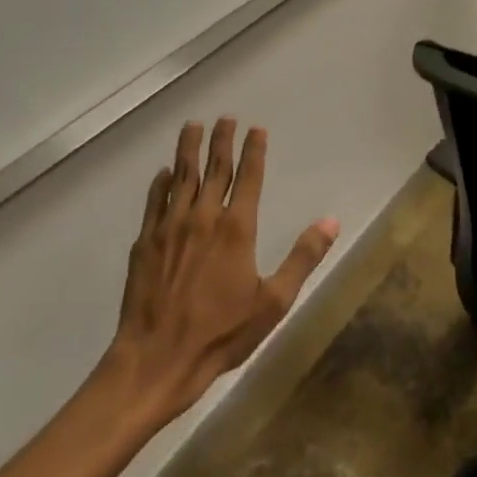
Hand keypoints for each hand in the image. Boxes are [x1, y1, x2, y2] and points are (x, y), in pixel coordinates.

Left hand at [93, 118, 338, 425]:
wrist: (157, 358)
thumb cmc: (221, 333)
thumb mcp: (274, 301)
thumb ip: (303, 257)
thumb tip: (331, 221)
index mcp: (236, 229)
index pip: (248, 178)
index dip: (254, 151)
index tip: (257, 129)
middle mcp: (202, 218)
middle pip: (214, 169)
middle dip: (221, 140)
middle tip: (225, 117)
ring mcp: (169, 228)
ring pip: (180, 178)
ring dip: (188, 150)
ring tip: (192, 126)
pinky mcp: (145, 243)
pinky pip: (154, 202)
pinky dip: (160, 184)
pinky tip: (163, 173)